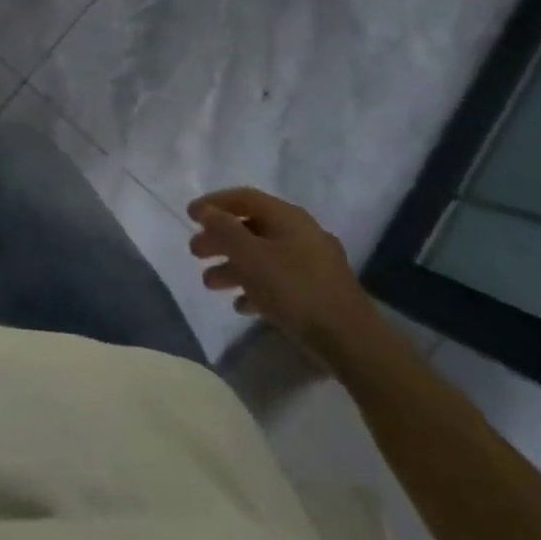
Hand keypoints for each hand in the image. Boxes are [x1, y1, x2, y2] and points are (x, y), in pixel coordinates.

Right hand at [187, 187, 383, 370]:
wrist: (351, 341)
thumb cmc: (294, 289)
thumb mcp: (249, 256)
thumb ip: (224, 229)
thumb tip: (207, 211)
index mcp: (288, 217)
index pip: (244, 197)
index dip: (214, 203)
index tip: (189, 215)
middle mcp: (302, 233)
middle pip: (251, 228)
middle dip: (220, 239)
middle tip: (195, 252)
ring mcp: (313, 263)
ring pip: (263, 256)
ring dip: (233, 266)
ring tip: (209, 283)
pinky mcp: (318, 291)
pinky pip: (279, 280)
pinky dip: (256, 286)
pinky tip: (240, 304)